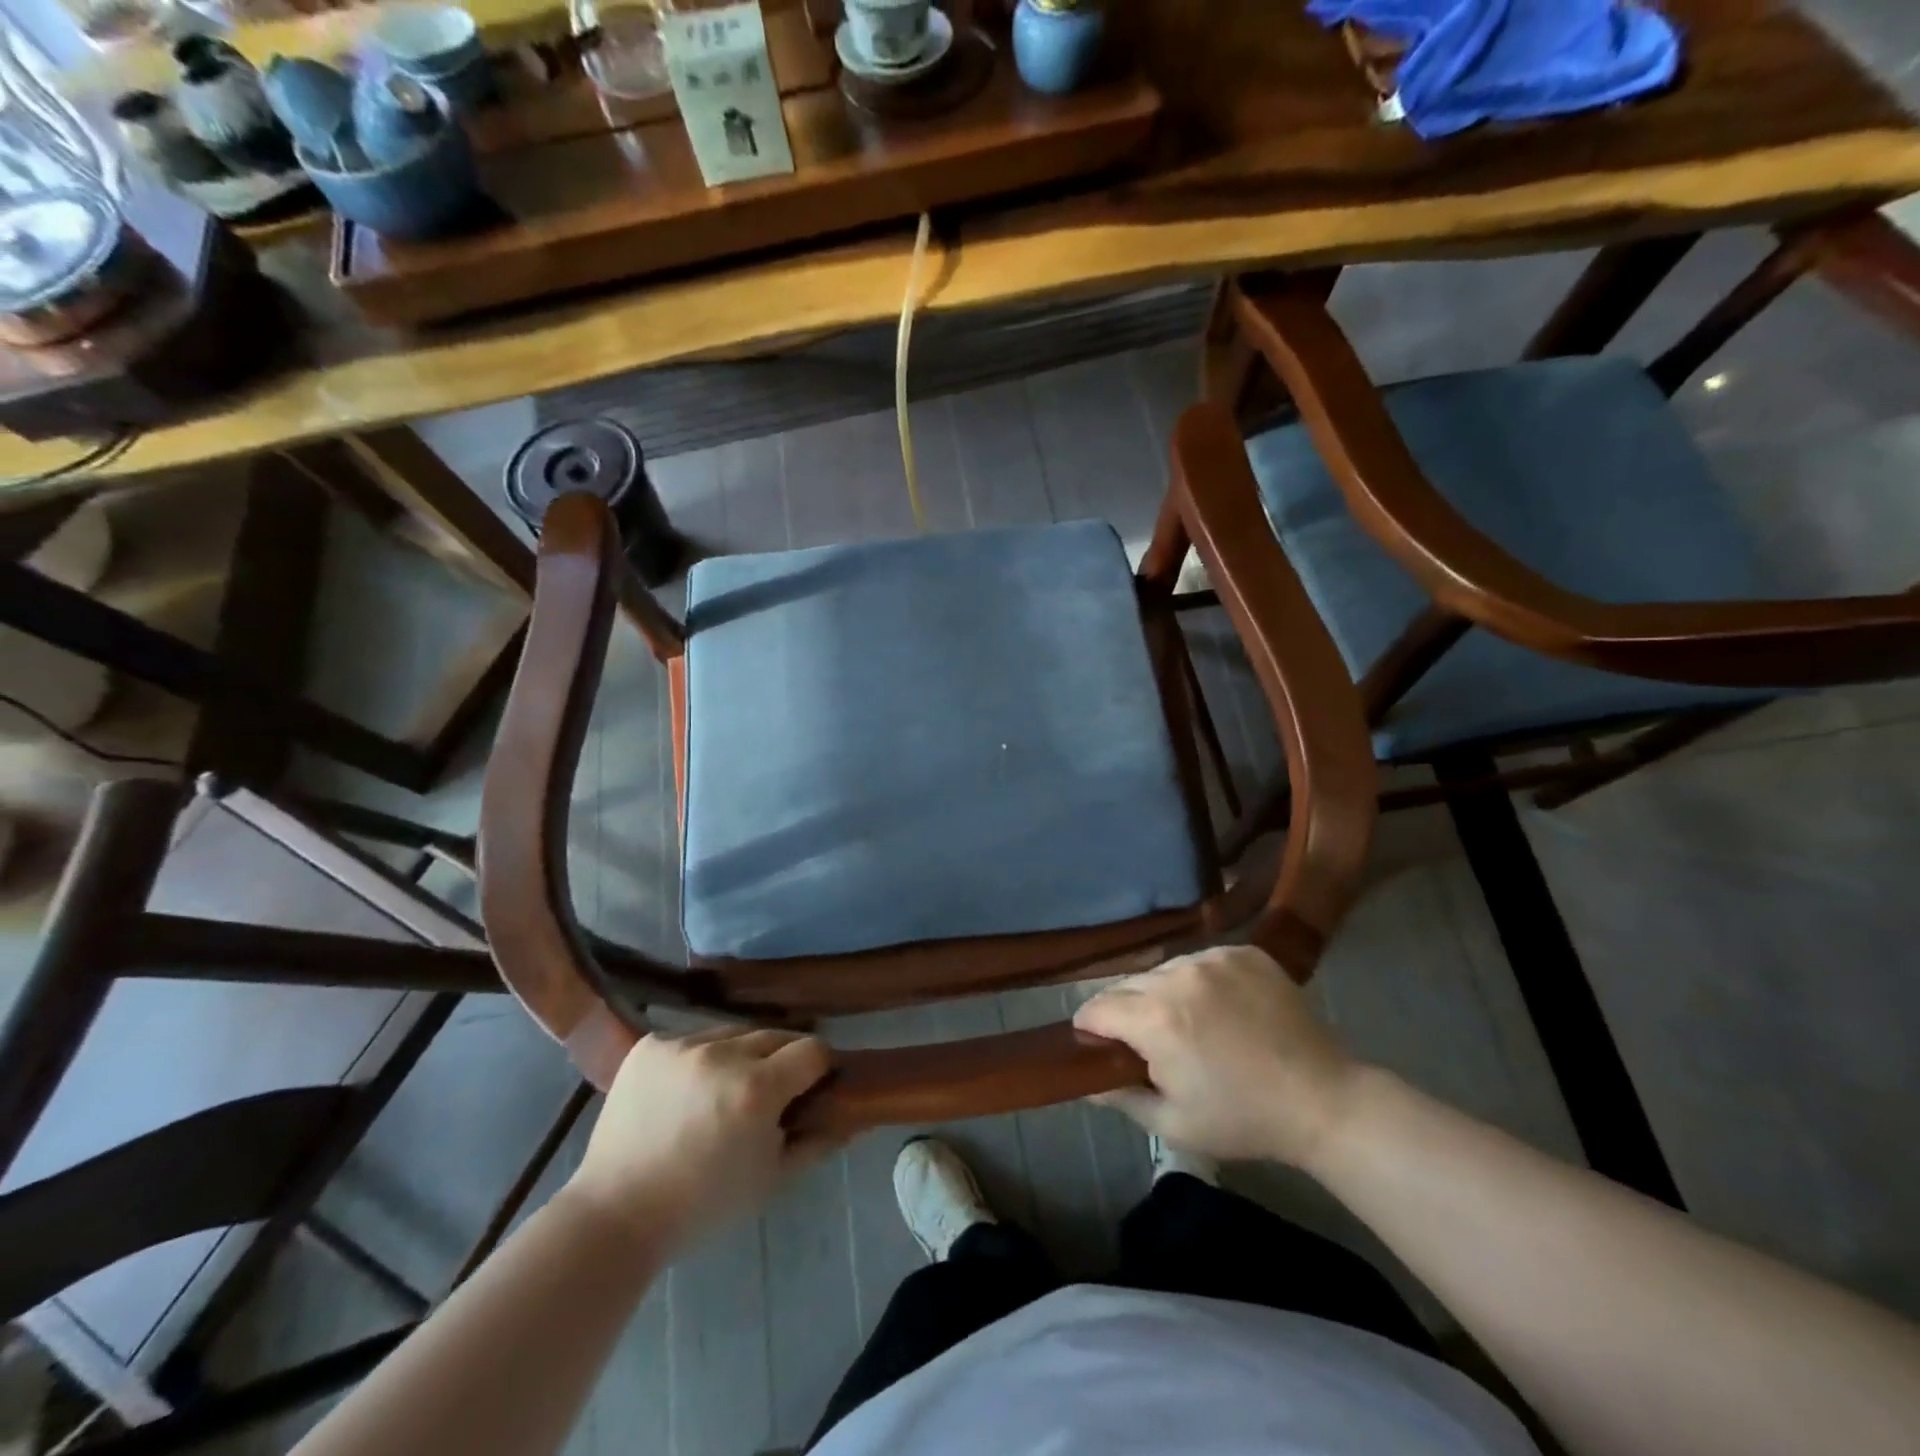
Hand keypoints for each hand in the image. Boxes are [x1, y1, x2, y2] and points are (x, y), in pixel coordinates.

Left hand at [563, 1027, 834, 1256]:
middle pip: (774, 1036)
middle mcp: (722, 1054)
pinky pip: (692, 1040)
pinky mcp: (650, 1045)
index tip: (812, 1087)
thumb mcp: (770, 1181)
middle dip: (781, 1060)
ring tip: (724, 1091)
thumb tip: (849, 1117)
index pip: (812, 1050)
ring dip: (739, 1056)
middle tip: (771, 1092)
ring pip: (732, 1034)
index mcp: (757, 1088)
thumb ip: (816, 1142)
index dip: (819, 1068)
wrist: (614, 1216)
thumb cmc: (701, 1206)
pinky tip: (686, 1091)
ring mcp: (682, 1044)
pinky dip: (699, 1060)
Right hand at [1073, 947, 1359, 1168]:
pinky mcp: (1244, 952)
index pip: (1097, 1007)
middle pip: (1128, 985)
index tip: (1098, 1046)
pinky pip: (1201, 961)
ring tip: (1190, 1024)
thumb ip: (1119, 1096)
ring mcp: (1214, 958)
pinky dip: (1200, 981)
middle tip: (1149, 1044)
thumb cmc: (1243, 1119)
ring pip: (1164, 970)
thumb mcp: (1171, 1123)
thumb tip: (1083, 1080)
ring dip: (1164, 993)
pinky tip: (1221, 1009)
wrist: (1323, 1100)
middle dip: (1127, 1013)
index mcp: (1156, 1018)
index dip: (1090, 1028)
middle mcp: (1179, 975)